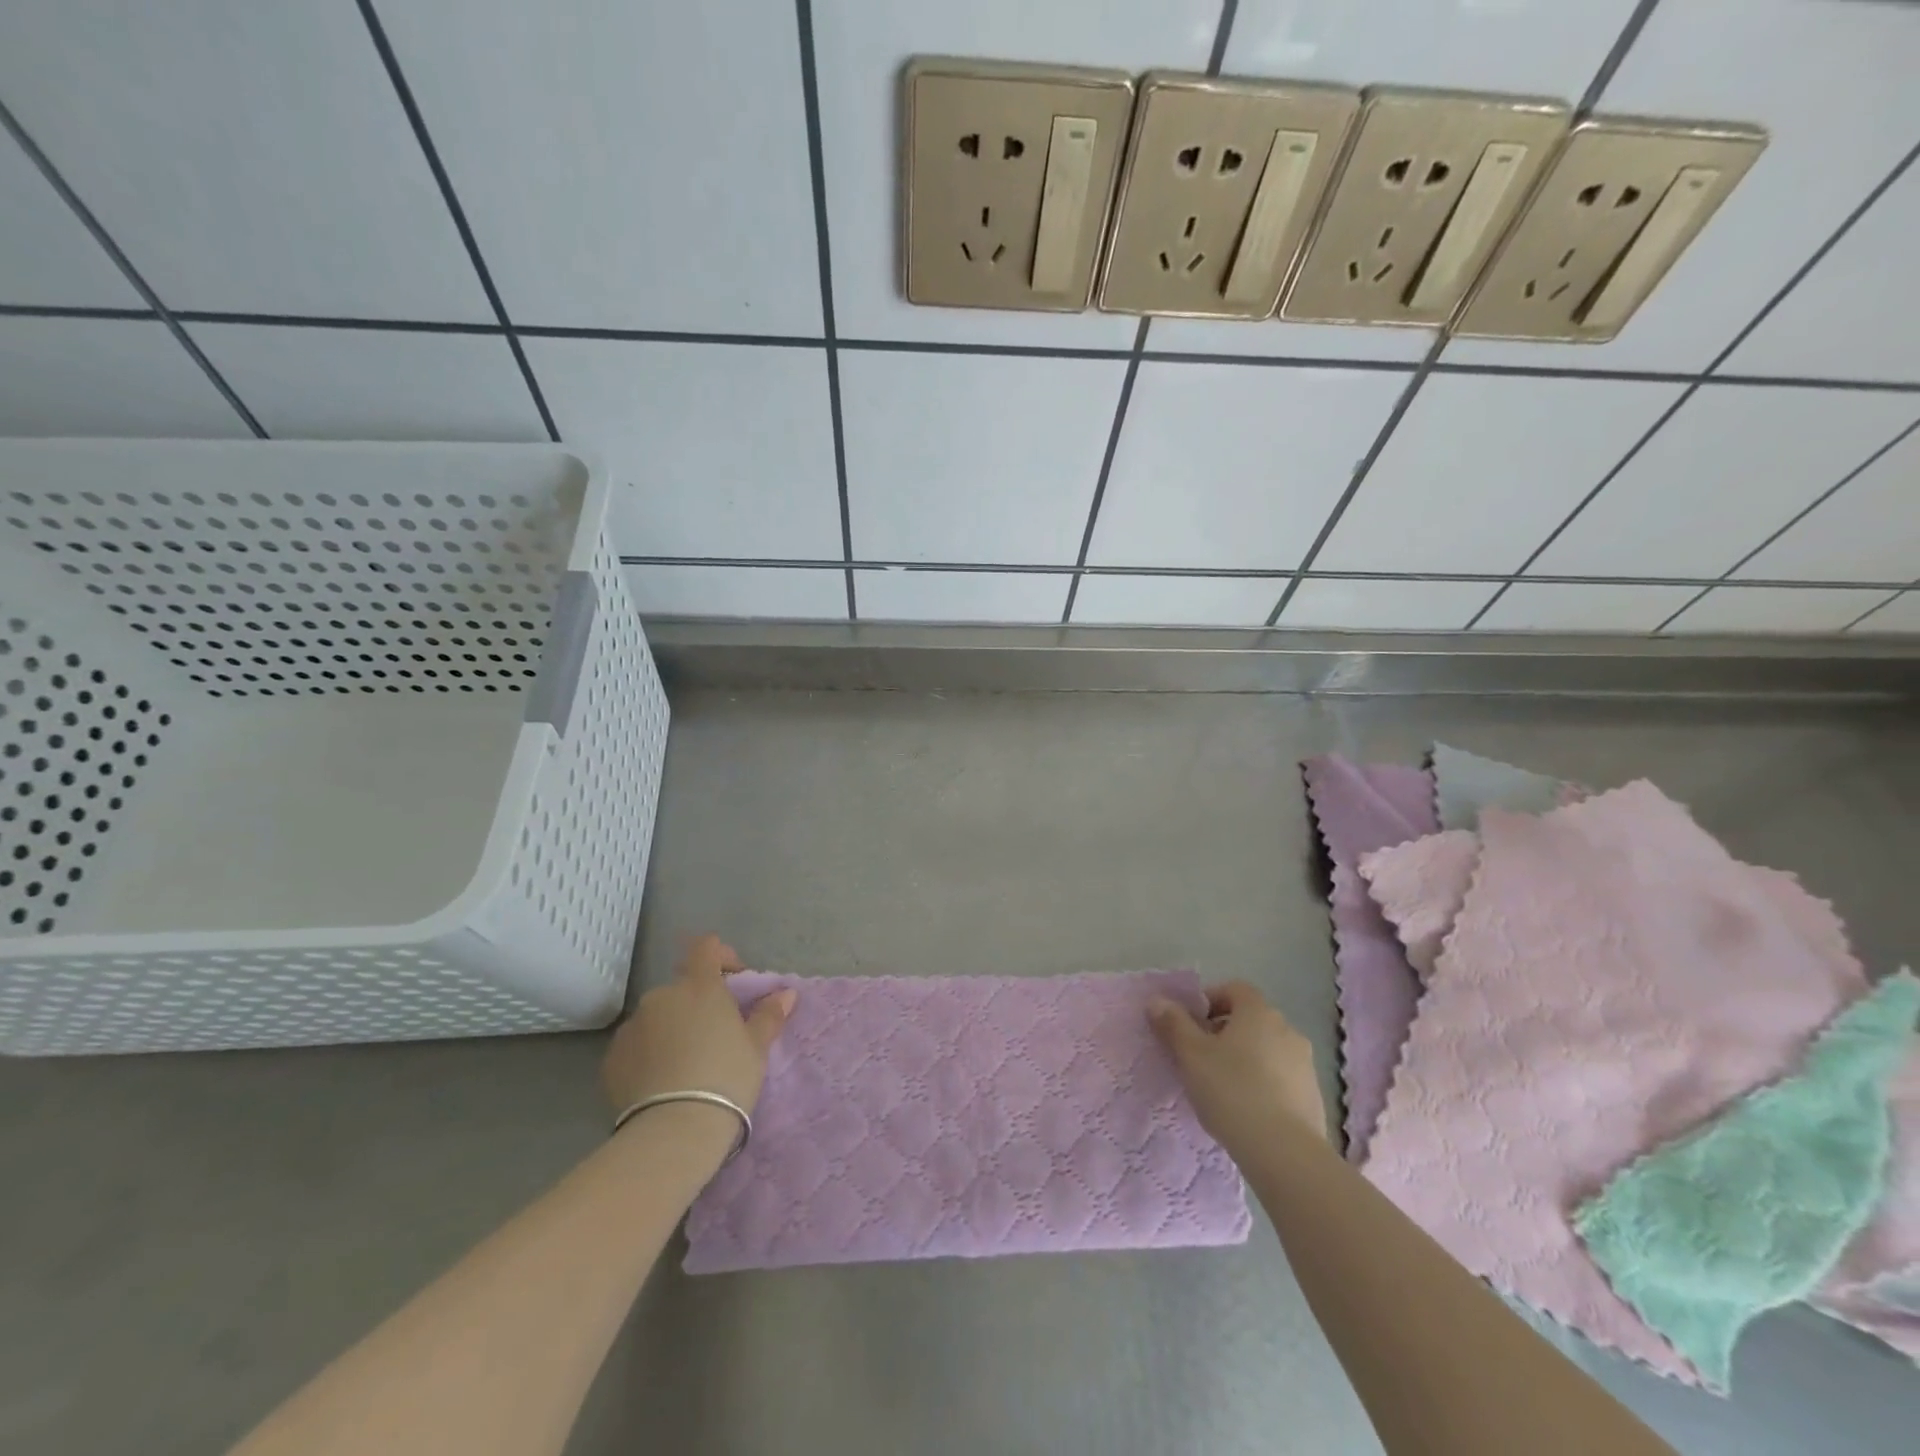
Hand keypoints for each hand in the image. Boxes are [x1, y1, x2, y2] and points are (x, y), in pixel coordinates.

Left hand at [600, 935, 796, 1121]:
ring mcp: (633, 1026)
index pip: (706, 948)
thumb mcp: (757, 1048)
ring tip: (687, 1063)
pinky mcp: (611, 1058)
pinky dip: (649, 1053)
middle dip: (697, 1002)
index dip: (721, 955)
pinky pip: (636, 1044)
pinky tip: (662, 1081)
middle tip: (715, 1034)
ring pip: (657, 1016)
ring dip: (672, 1028)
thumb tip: (786, 993)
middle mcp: (662, 996)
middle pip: (682, 987)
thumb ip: (768, 1015)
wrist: (673, 1131)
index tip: (734, 979)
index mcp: (700, 986)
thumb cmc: (726, 1078)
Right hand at [1148, 980, 1327, 1152]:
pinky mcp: (1313, 1096)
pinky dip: (1263, 1083)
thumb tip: (1158, 1001)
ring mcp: (1305, 1064)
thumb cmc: (1231, 1091)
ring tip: (1222, 1087)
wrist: (1285, 1153)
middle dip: (1224, 1032)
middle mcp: (1287, 1029)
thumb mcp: (1191, 1055)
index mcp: (1258, 1012)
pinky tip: (1247, 1110)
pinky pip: (1281, 1077)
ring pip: (1267, 1049)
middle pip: (1250, 1019)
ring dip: (1245, 1058)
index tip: (1191, 1025)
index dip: (1210, 1001)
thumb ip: (1173, 1024)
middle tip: (1200, 1057)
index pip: (1234, 989)